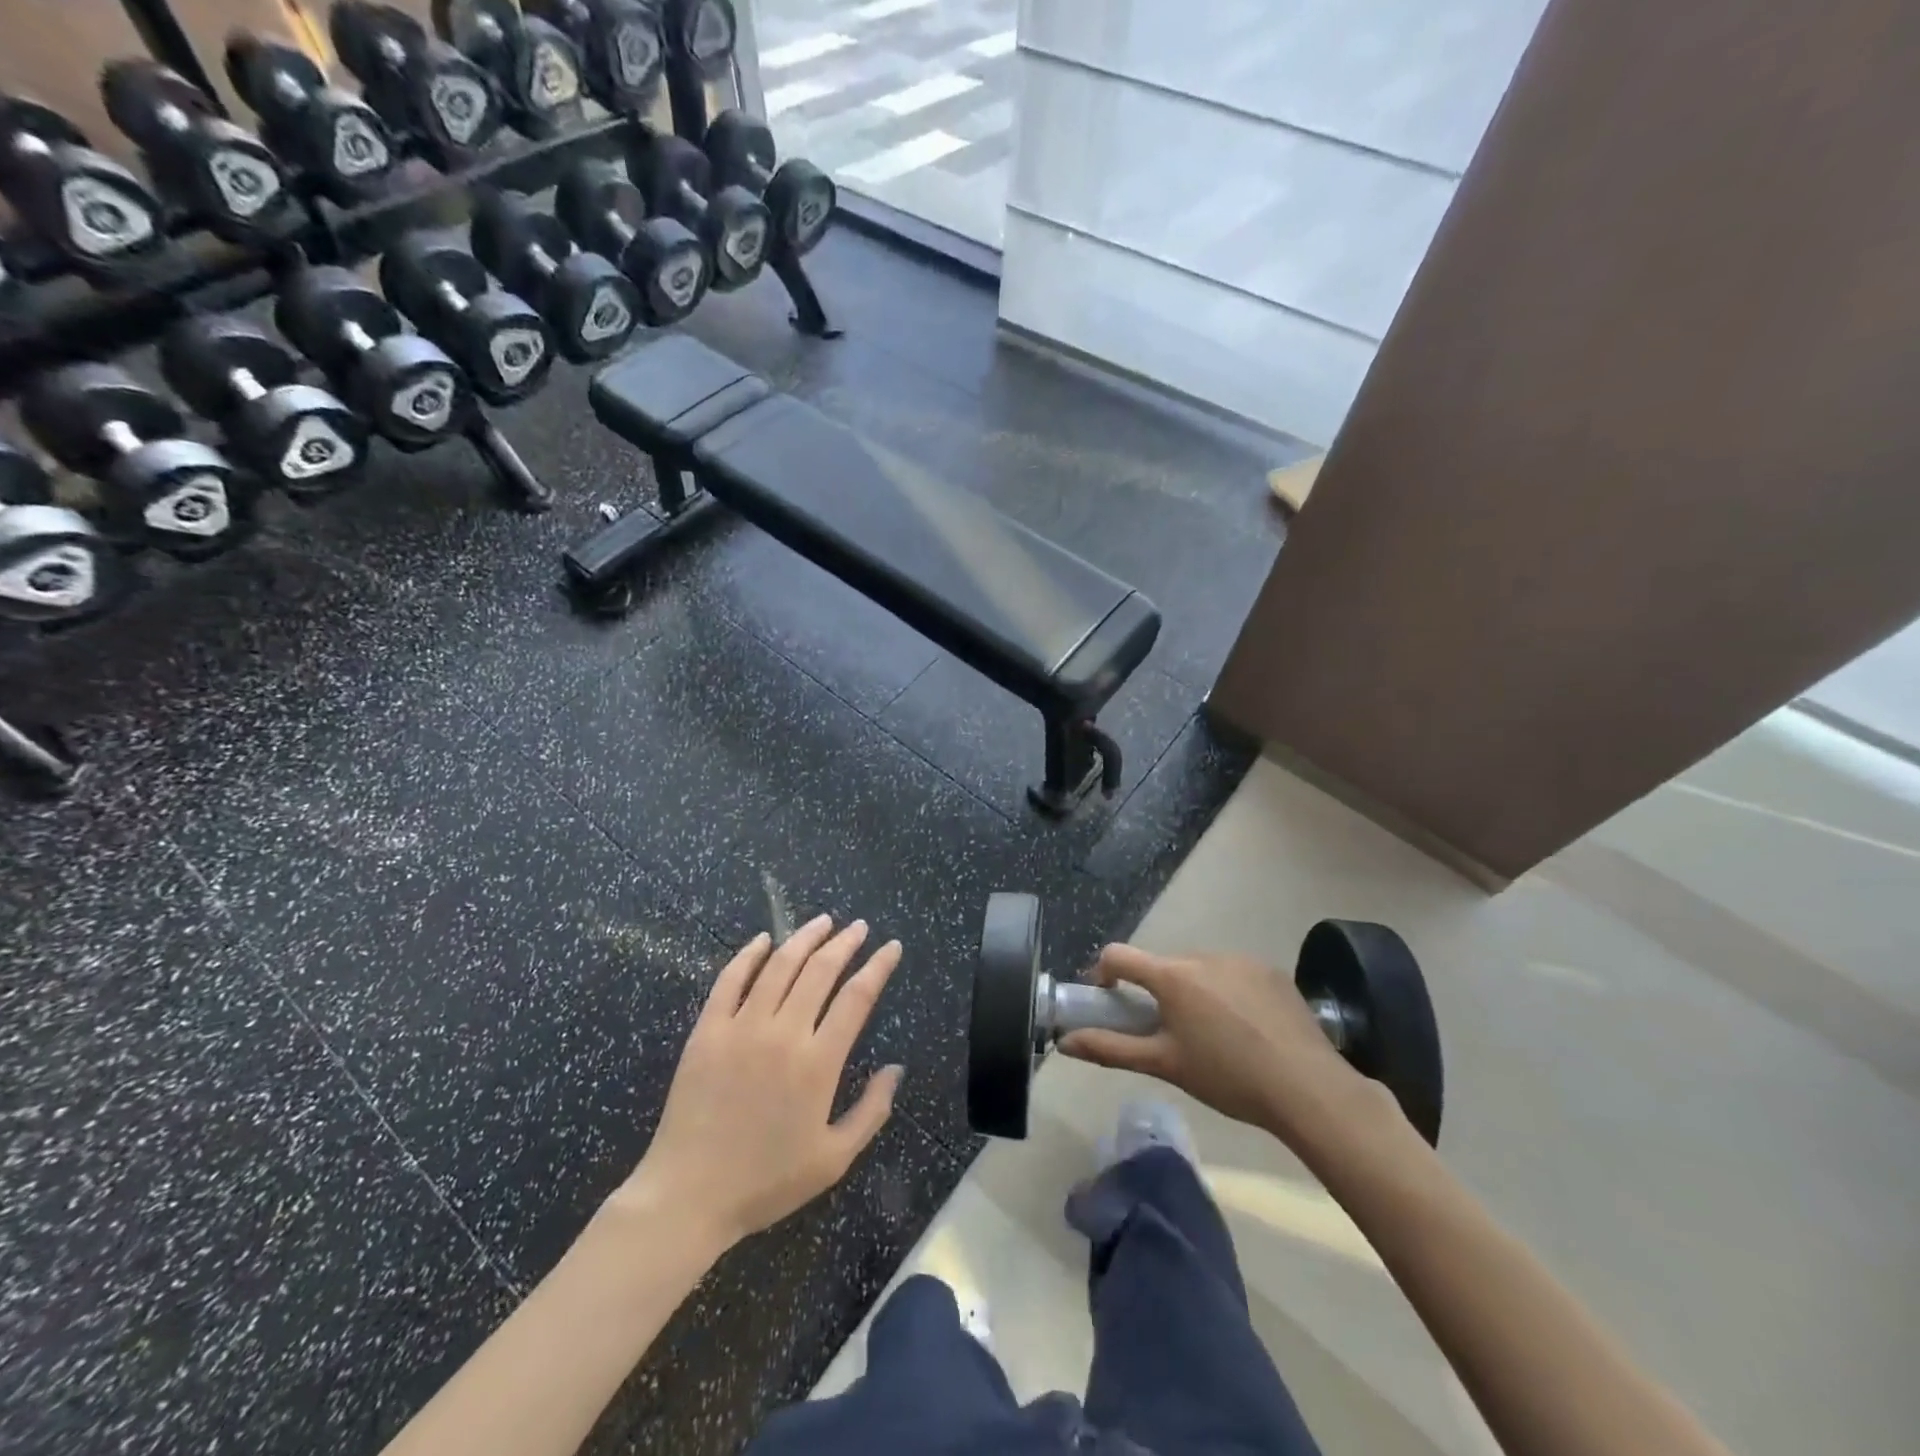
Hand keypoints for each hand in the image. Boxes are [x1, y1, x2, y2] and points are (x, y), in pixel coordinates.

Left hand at [618, 916, 903, 1249]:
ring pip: (779, 966)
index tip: (891, 946)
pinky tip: (763, 939)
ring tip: (822, 922)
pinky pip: (730, 980)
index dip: (878, 966)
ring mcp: (741, 1027)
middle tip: (859, 927)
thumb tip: (896, 1069)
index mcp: (818, 1063)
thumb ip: (871, 1111)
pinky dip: (748, 955)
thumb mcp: (834, 1159)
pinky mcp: (707, 1030)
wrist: (688, 1196)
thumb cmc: (766, 1181)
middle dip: (845, 943)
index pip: (857, 997)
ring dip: (804, 938)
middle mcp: (783, 1033)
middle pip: (820, 970)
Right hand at [1059, 943, 1387, 1151]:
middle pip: (1162, 965)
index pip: (1119, 955)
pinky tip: (1245, 1029)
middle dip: (1154, 990)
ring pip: (1199, 969)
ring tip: (1210, 1035)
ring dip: (1192, 990)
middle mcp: (1203, 956)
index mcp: (1172, 975)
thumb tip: (1065, 1042)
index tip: (1105, 998)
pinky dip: (1226, 992)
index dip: (1103, 972)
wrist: (1309, 1088)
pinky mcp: (1270, 970)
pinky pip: (1232, 973)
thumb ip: (1111, 1049)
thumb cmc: (1227, 1077)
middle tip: (1164, 1031)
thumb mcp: (1165, 1065)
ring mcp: (1240, 959)